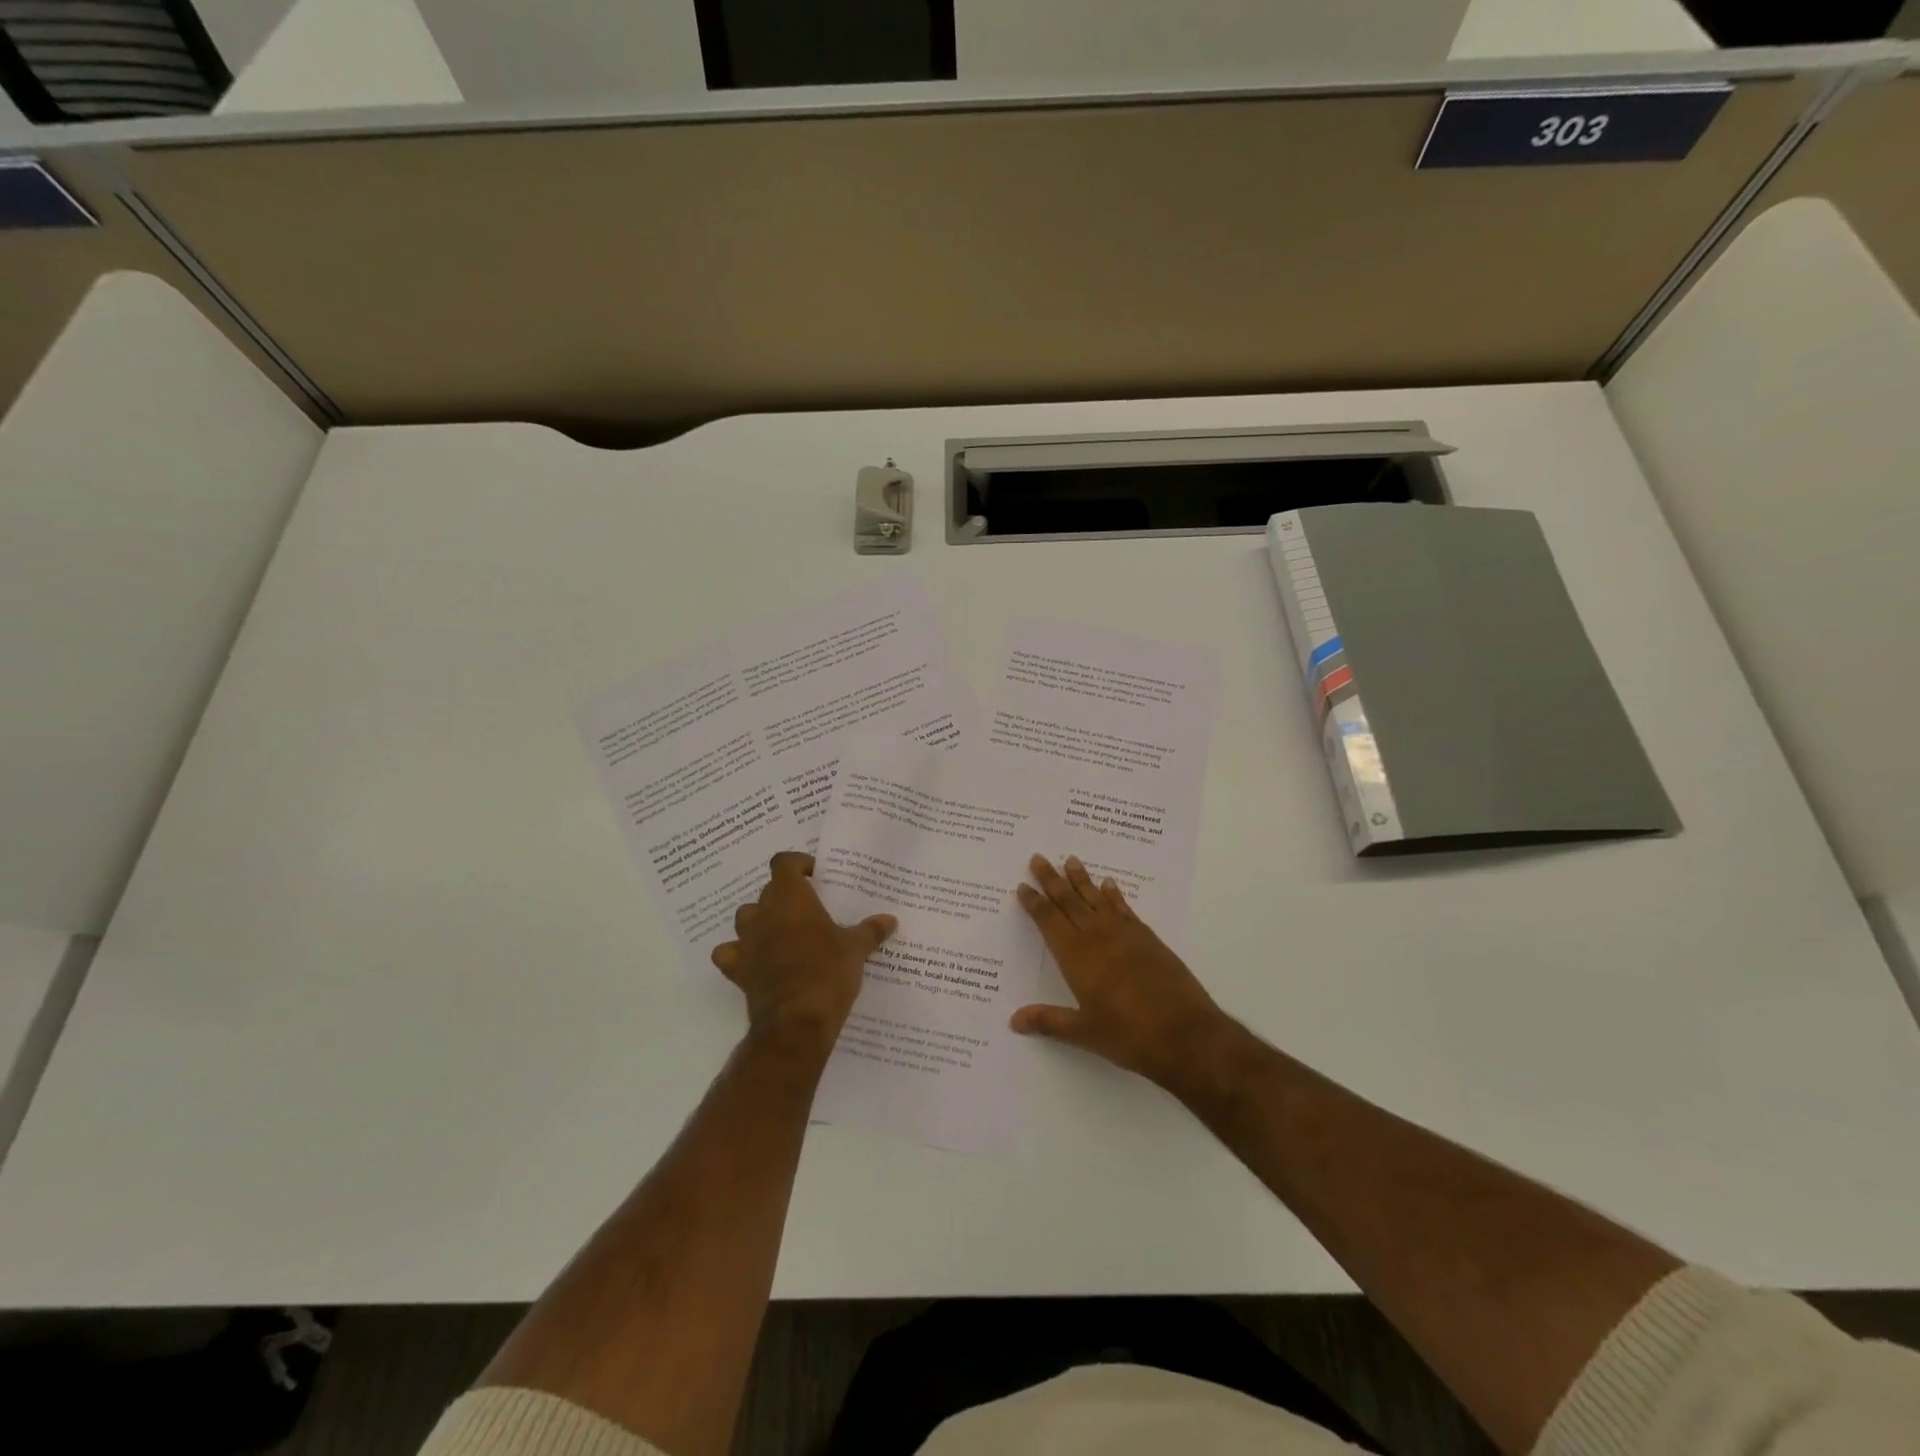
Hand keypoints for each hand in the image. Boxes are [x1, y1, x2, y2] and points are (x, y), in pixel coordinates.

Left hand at [711, 852, 896, 1050]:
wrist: (796, 1021)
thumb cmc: (828, 971)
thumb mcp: (856, 949)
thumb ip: (871, 930)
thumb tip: (890, 920)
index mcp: (792, 898)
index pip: (783, 863)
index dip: (797, 864)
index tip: (815, 876)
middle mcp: (764, 913)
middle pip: (768, 891)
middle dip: (785, 895)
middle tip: (810, 909)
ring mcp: (747, 941)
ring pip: (745, 917)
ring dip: (761, 920)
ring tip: (784, 932)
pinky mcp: (737, 970)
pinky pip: (729, 953)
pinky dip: (738, 952)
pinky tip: (754, 959)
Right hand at [1013, 854, 1239, 1091]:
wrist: (1185, 1032)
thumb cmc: (1128, 1034)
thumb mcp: (1084, 1033)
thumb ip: (1048, 1022)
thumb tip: (1014, 1020)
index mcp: (1076, 956)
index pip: (1048, 921)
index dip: (1034, 903)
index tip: (1022, 886)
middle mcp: (1097, 936)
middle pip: (1069, 901)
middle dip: (1051, 880)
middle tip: (1038, 858)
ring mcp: (1125, 934)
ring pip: (1096, 898)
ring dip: (1081, 879)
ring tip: (1071, 859)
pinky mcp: (1148, 938)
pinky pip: (1124, 908)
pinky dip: (1114, 894)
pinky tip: (1109, 885)